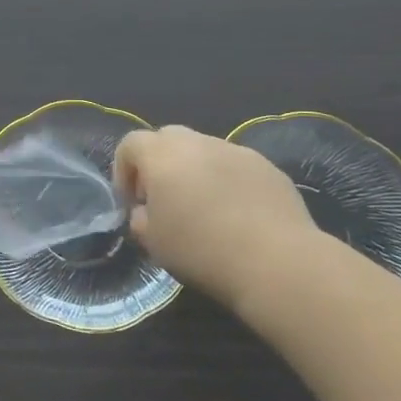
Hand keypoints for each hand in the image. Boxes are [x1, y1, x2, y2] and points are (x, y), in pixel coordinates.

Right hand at [113, 126, 323, 311]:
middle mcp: (197, 142)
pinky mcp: (267, 167)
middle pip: (167, 139)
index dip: (123, 170)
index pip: (130, 144)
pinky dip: (226, 181)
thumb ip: (141, 219)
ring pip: (203, 150)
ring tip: (204, 209)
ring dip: (194, 171)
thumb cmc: (202, 250)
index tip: (131, 202)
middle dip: (159, 164)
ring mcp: (236, 150)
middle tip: (163, 200)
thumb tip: (145, 212)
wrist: (277, 261)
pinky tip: (237, 214)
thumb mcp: (154, 243)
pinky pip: (235, 166)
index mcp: (162, 155)